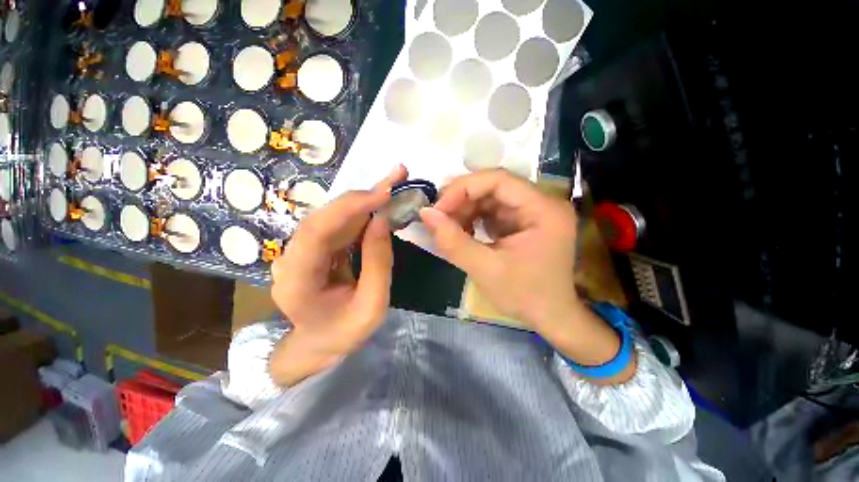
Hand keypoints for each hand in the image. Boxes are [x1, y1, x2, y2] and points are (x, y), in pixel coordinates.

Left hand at [269, 165, 406, 385]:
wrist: (318, 343)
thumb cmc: (344, 333)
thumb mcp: (372, 306)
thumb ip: (377, 263)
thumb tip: (382, 220)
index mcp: (297, 280)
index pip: (318, 232)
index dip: (350, 207)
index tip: (384, 192)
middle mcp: (292, 257)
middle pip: (326, 216)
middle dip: (363, 195)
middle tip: (396, 176)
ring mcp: (302, 249)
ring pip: (334, 215)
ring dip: (365, 199)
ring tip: (393, 184)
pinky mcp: (315, 246)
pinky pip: (339, 224)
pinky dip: (362, 212)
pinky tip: (381, 203)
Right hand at [420, 170, 631, 378]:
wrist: (550, 318)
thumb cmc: (524, 296)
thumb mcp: (485, 270)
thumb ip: (453, 241)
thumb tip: (425, 213)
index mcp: (543, 210)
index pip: (498, 180)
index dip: (463, 189)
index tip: (438, 208)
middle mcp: (542, 203)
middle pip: (494, 187)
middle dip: (461, 200)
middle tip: (438, 218)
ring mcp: (533, 212)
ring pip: (490, 198)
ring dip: (465, 210)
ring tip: (448, 228)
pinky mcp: (523, 222)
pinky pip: (493, 211)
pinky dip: (473, 218)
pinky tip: (462, 232)